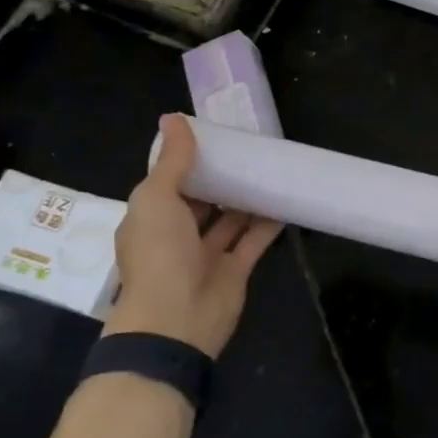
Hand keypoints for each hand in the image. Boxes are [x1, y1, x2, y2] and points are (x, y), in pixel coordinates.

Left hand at [108, 115, 281, 357]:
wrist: (176, 321)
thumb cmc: (159, 254)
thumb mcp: (157, 199)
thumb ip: (173, 161)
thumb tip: (172, 117)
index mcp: (151, 219)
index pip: (169, 184)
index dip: (189, 162)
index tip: (216, 138)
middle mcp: (176, 236)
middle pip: (202, 201)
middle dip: (221, 179)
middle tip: (249, 150)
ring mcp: (206, 255)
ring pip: (230, 220)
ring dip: (247, 198)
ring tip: (270, 168)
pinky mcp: (235, 270)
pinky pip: (254, 240)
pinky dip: (268, 222)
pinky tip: (286, 200)